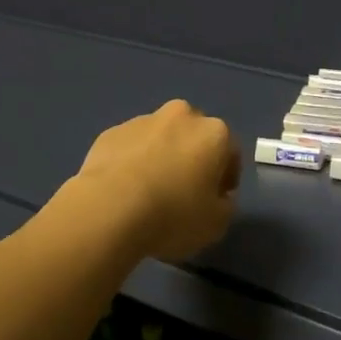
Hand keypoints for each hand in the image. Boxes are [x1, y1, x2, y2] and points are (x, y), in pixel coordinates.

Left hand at [73, 100, 239, 262]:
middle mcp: (181, 115)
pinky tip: (124, 191)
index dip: (225, 178)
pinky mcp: (111, 132)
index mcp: (213, 132)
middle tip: (183, 193)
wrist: (110, 208)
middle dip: (192, 159)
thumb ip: (225, 205)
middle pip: (194, 137)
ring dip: (161, 157)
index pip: (230, 152)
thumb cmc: (173, 214)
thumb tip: (218, 196)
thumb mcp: (216, 224)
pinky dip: (132, 162)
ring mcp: (142, 120)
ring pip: (160, 138)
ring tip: (148, 194)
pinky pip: (130, 147)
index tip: (215, 201)